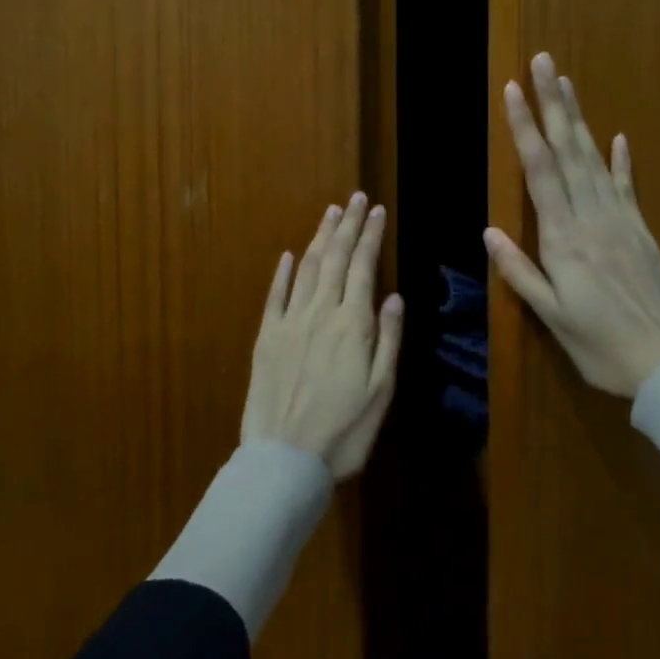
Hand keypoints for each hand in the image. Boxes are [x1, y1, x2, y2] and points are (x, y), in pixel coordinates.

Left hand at [242, 193, 404, 478]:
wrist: (284, 459)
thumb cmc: (344, 431)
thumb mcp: (381, 391)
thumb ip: (388, 339)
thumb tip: (394, 296)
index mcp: (352, 325)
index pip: (364, 267)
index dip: (371, 236)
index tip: (377, 211)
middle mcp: (320, 313)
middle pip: (335, 259)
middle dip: (347, 226)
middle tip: (355, 199)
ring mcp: (289, 323)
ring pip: (307, 269)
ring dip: (320, 238)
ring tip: (330, 213)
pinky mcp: (265, 338)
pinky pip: (275, 296)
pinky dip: (283, 273)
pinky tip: (289, 256)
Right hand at [485, 53, 659, 397]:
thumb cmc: (601, 346)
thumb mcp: (552, 318)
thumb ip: (520, 272)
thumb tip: (490, 231)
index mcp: (565, 239)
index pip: (540, 171)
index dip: (525, 128)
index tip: (513, 91)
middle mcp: (593, 218)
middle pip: (569, 151)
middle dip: (553, 105)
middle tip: (543, 63)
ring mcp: (622, 221)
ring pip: (596, 160)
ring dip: (580, 120)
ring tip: (567, 86)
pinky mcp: (642, 232)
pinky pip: (628, 187)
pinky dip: (621, 161)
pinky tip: (618, 138)